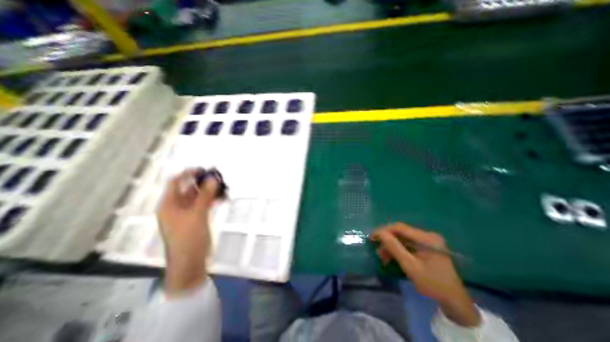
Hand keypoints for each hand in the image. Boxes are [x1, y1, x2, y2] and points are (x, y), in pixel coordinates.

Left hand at [158, 168, 220, 295]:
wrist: (190, 262)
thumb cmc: (188, 238)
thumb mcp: (197, 215)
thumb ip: (205, 196)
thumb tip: (213, 179)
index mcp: (169, 204)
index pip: (176, 182)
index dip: (188, 174)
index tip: (204, 170)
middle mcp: (177, 206)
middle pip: (189, 188)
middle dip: (203, 182)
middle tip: (218, 178)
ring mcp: (188, 213)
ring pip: (199, 196)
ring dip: (210, 191)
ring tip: (224, 187)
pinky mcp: (197, 218)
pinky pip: (204, 204)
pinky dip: (212, 200)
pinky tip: (223, 198)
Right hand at [370, 224, 478, 326]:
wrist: (454, 301)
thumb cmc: (432, 284)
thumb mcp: (410, 266)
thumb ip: (394, 247)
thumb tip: (379, 233)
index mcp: (427, 238)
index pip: (400, 228)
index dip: (384, 230)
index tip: (372, 237)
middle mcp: (427, 235)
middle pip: (401, 232)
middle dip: (387, 240)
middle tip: (377, 250)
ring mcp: (427, 240)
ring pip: (403, 238)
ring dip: (391, 246)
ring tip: (382, 256)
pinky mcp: (426, 246)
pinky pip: (408, 244)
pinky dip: (398, 249)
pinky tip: (391, 256)